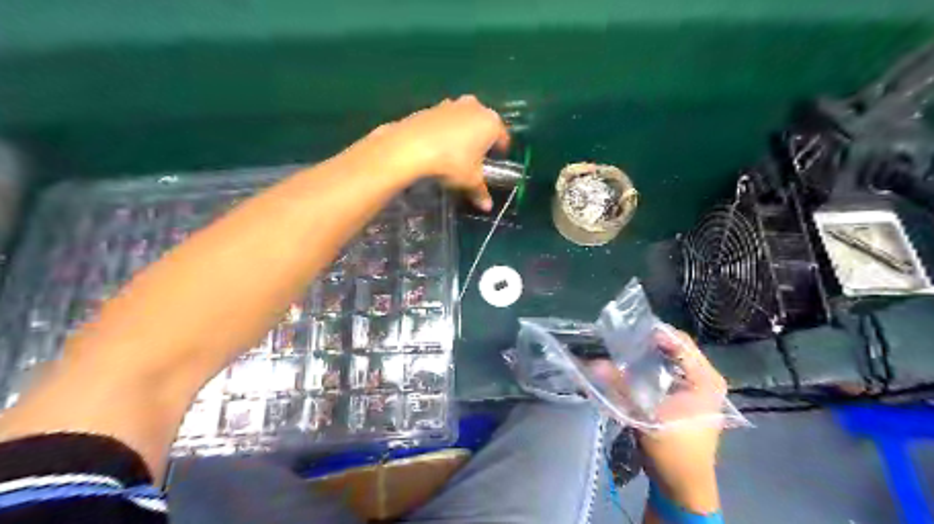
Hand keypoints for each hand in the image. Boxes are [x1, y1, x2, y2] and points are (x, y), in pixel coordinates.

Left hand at [359, 96, 507, 210]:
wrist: (412, 146)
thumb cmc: (452, 162)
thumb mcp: (470, 181)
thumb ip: (481, 192)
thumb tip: (488, 207)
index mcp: (491, 123)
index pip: (503, 137)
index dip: (500, 151)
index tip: (495, 162)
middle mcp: (475, 107)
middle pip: (483, 124)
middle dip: (481, 139)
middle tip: (476, 158)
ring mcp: (452, 104)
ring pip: (464, 120)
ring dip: (463, 132)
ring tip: (455, 153)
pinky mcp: (432, 106)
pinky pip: (445, 120)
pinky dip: (445, 130)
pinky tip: (437, 146)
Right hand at [585, 328, 725, 510]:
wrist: (682, 487)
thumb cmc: (673, 451)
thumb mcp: (645, 416)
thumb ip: (620, 387)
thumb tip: (592, 364)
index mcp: (706, 379)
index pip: (680, 341)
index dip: (652, 333)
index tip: (624, 329)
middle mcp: (704, 378)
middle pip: (673, 348)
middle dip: (646, 343)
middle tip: (619, 339)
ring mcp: (695, 388)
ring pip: (666, 360)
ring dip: (645, 356)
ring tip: (620, 351)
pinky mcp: (684, 397)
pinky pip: (664, 373)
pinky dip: (647, 368)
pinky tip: (628, 369)